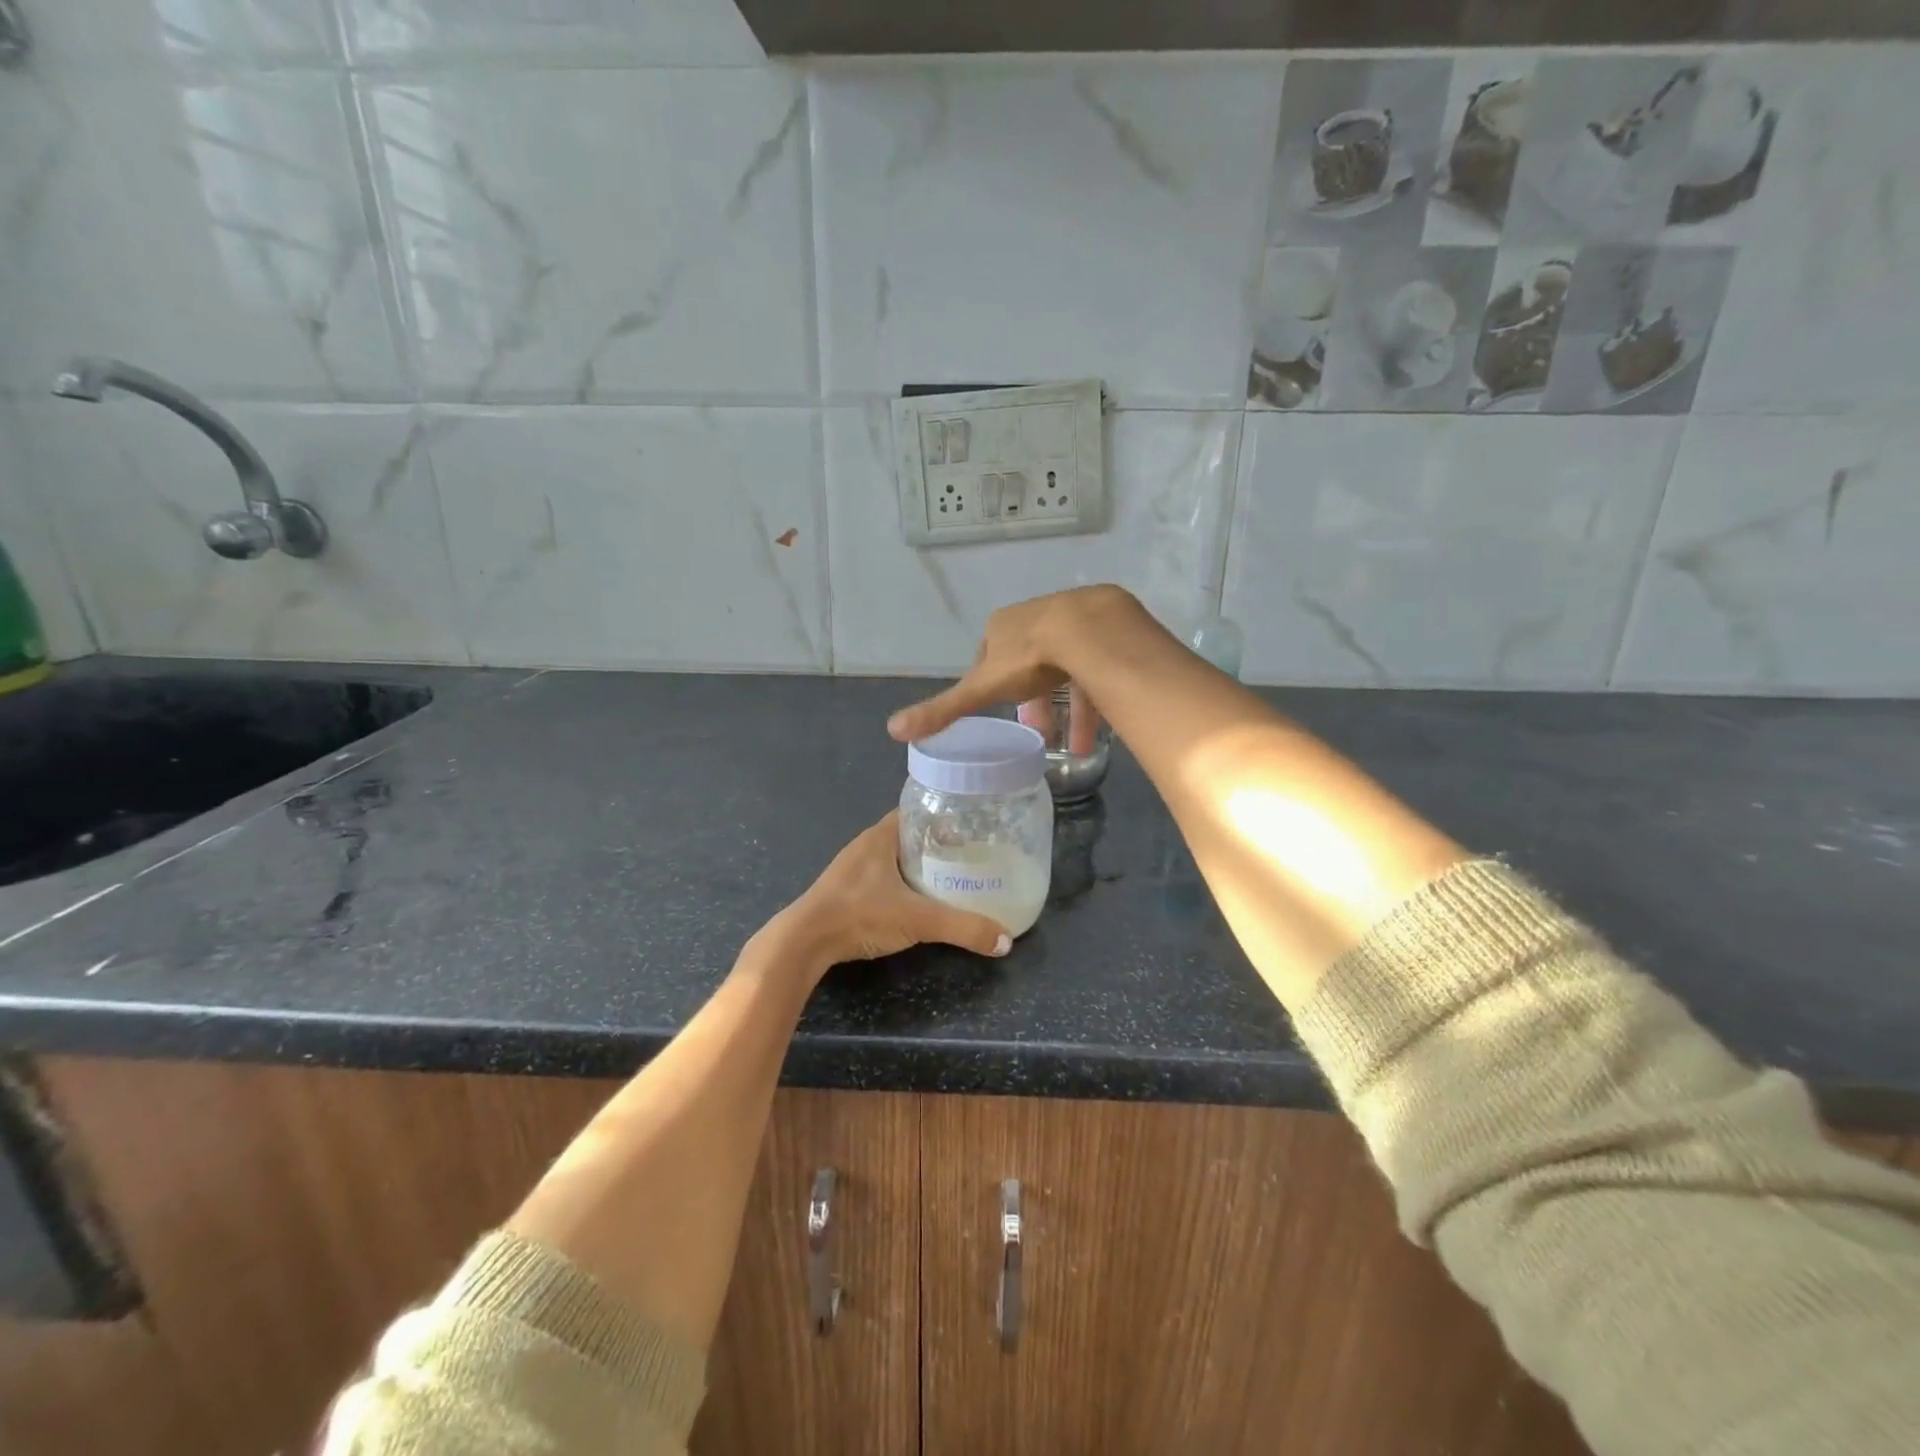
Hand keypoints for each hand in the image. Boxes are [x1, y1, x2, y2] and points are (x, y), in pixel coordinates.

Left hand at [769, 812, 1011, 975]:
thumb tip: (1006, 941)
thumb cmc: (860, 914)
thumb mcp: (919, 920)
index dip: (945, 815)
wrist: (804, 943)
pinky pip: (882, 877)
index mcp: (881, 835)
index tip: (972, 826)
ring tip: (952, 876)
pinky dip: (902, 883)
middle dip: (938, 842)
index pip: (918, 810)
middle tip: (970, 854)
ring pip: (895, 858)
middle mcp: (866, 844)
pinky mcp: (846, 891)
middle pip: (910, 835)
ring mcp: (853, 868)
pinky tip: (918, 899)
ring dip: (919, 864)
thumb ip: (963, 928)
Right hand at [886, 585, 1140, 751]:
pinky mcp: (1106, 627)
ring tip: (1074, 745)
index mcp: (1002, 626)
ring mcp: (1073, 618)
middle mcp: (1035, 616)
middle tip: (1039, 731)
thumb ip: (944, 709)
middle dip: (1034, 699)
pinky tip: (1099, 728)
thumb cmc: (1029, 658)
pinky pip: (1098, 667)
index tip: (1002, 710)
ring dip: (1069, 707)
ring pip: (1068, 668)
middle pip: (1031, 663)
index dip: (993, 685)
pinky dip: (1096, 698)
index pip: (990, 657)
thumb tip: (892, 729)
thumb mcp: (982, 688)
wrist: (1090, 632)